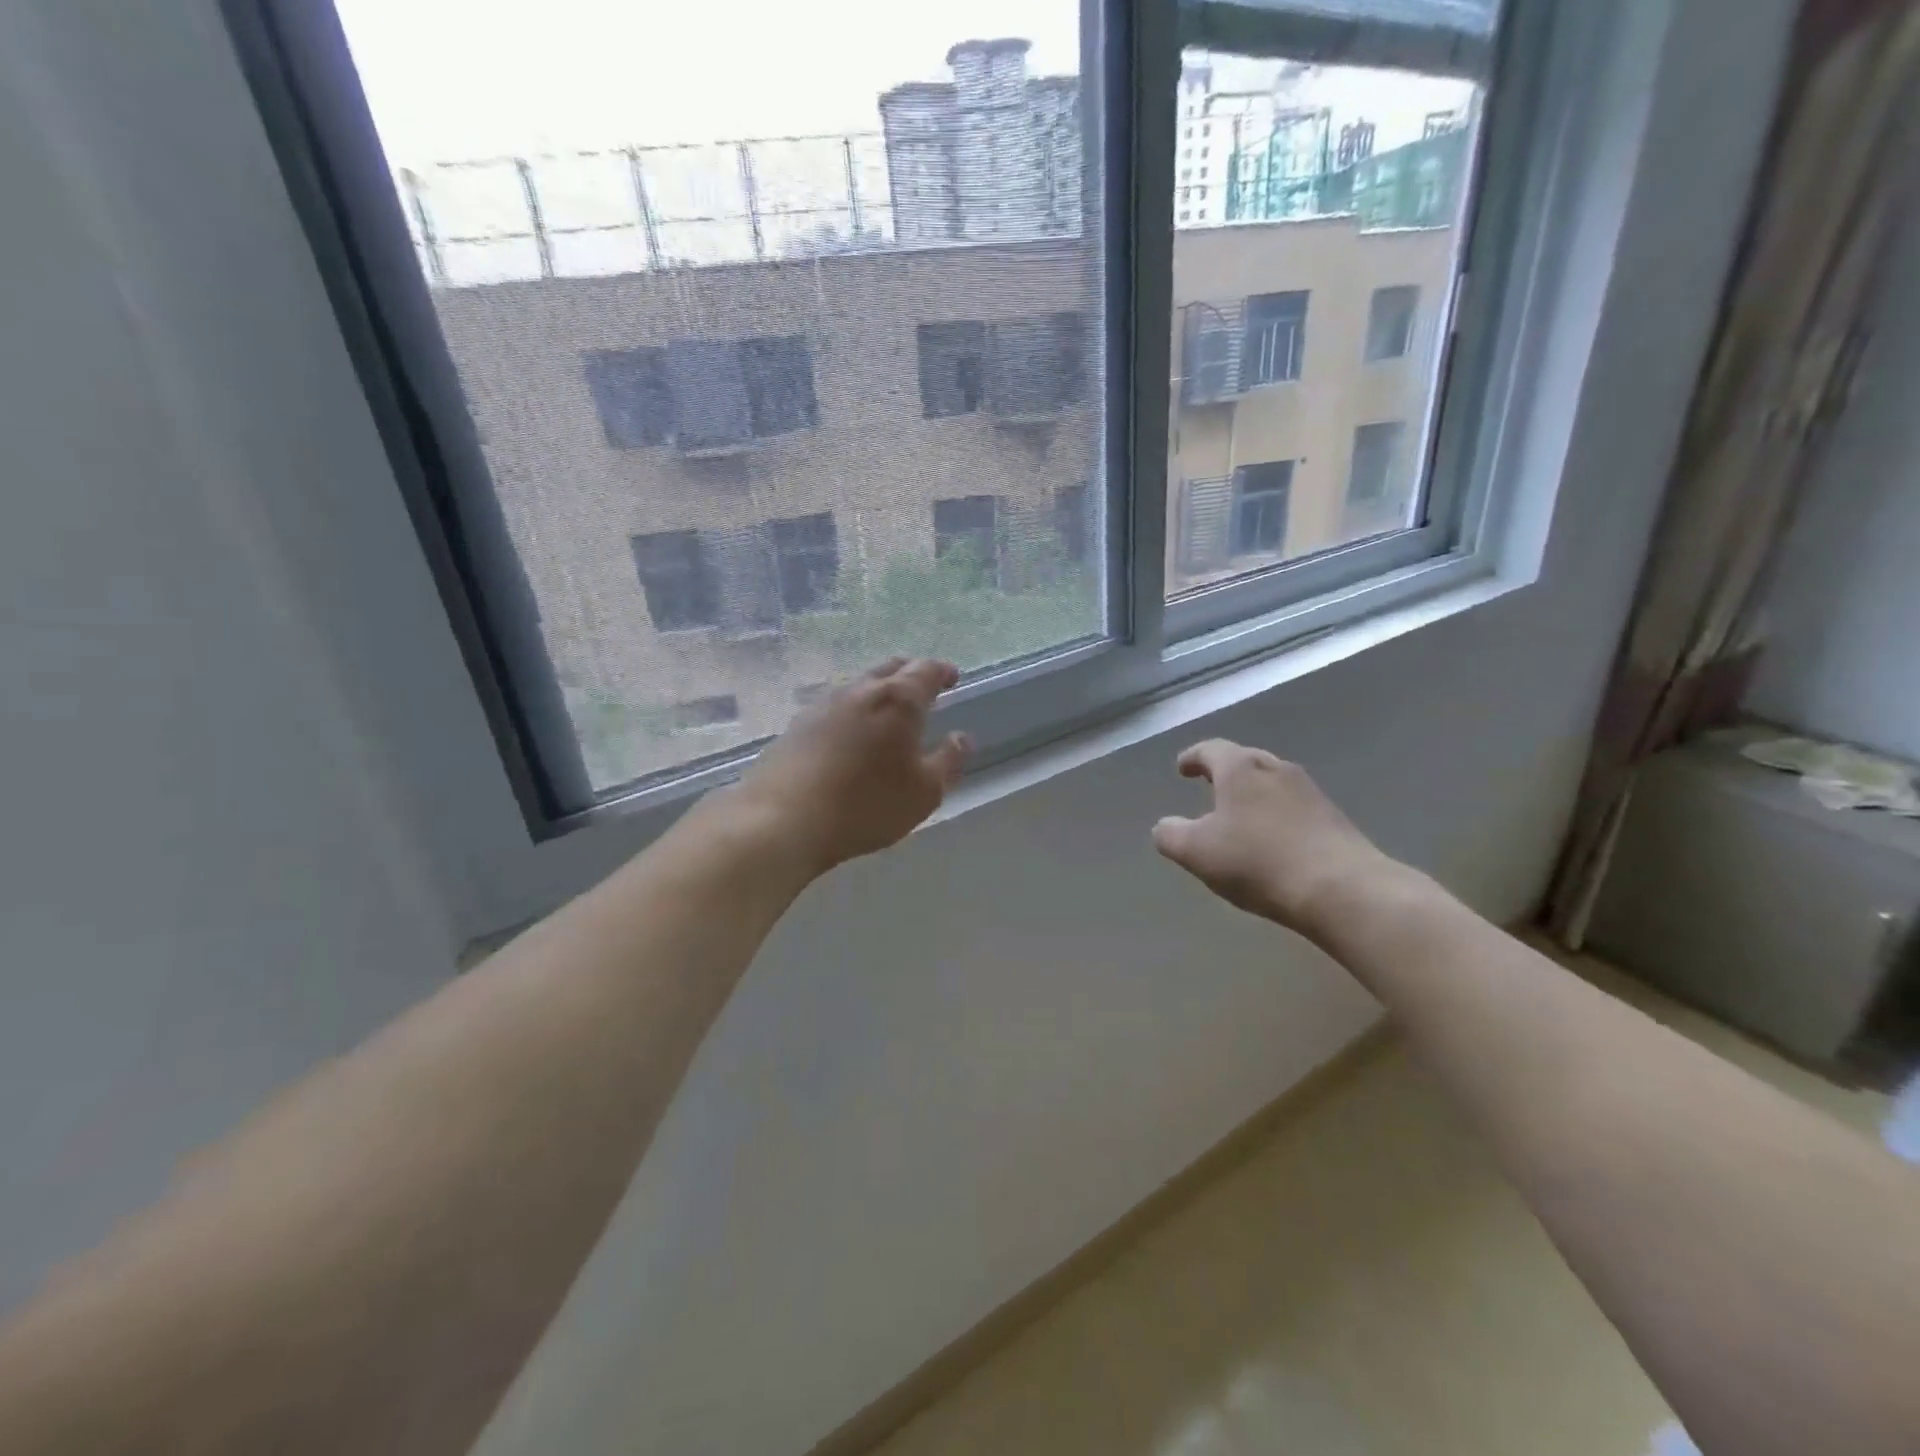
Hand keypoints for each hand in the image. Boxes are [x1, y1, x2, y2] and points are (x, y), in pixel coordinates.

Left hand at [725, 657, 972, 877]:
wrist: (783, 819)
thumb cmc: (865, 805)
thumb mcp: (924, 792)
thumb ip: (949, 761)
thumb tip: (961, 737)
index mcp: (898, 700)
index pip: (926, 671)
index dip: (942, 671)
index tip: (952, 677)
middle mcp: (860, 690)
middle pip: (890, 668)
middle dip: (911, 674)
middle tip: (924, 686)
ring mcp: (824, 704)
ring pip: (860, 685)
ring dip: (879, 690)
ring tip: (888, 710)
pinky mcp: (798, 724)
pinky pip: (836, 705)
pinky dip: (854, 709)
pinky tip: (852, 731)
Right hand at [1152, 740, 1399, 937]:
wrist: (1342, 889)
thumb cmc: (1258, 861)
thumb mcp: (1196, 851)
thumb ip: (1170, 835)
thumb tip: (1165, 827)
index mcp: (1240, 769)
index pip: (1211, 750)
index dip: (1193, 757)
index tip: (1182, 768)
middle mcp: (1277, 770)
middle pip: (1246, 760)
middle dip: (1225, 772)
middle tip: (1210, 786)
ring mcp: (1311, 793)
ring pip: (1273, 783)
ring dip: (1254, 794)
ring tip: (1240, 814)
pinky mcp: (1334, 819)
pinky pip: (1295, 807)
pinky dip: (1277, 815)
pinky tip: (1273, 839)